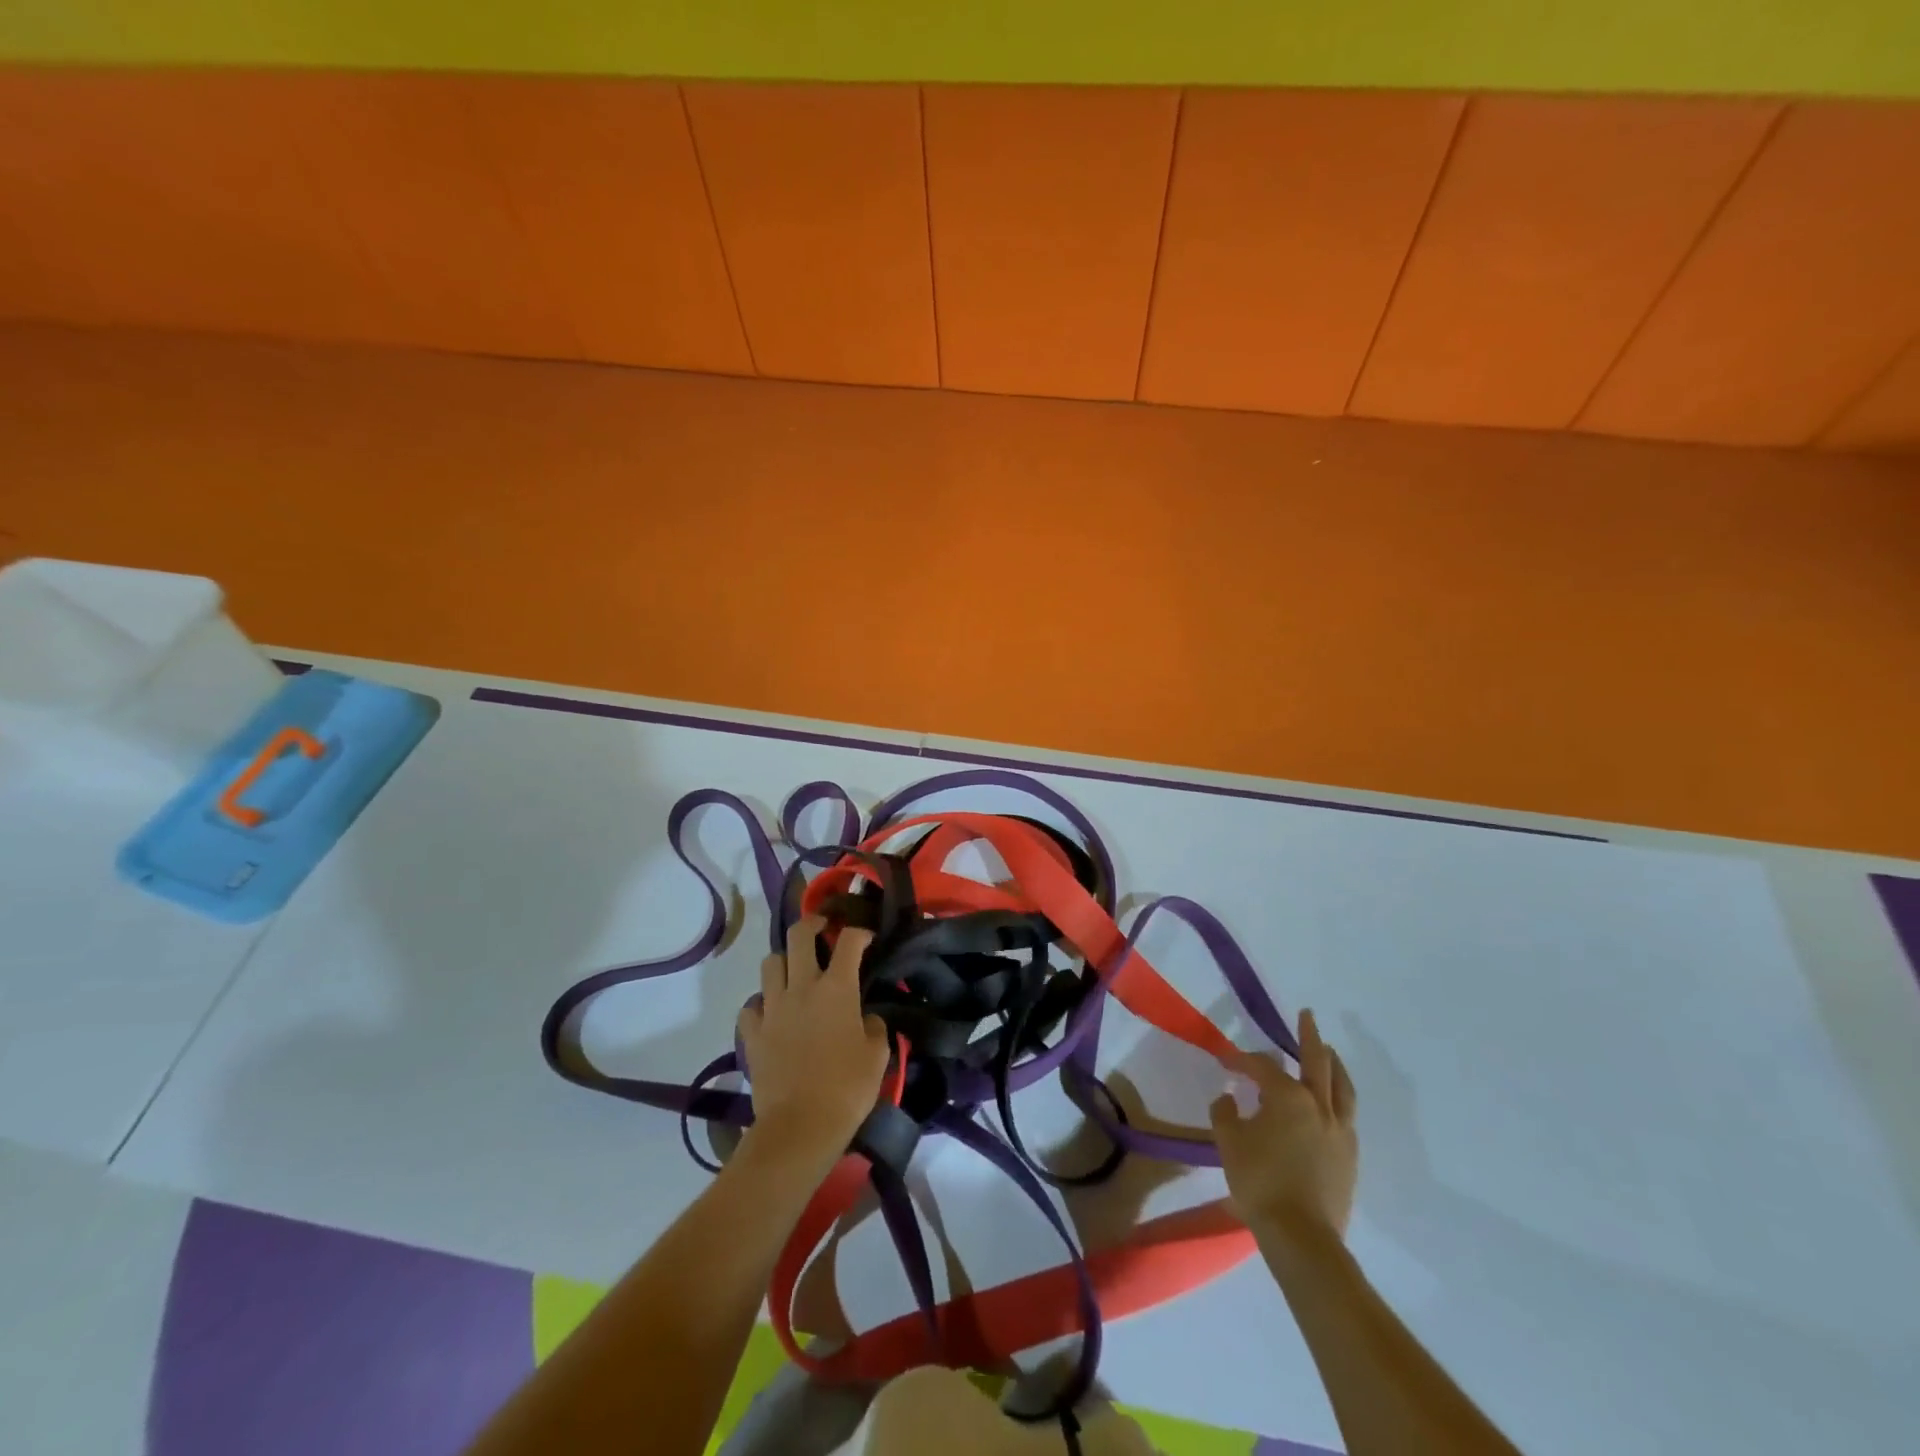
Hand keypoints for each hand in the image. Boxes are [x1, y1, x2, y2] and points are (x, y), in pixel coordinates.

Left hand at [737, 916, 891, 1169]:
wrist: (800, 1127)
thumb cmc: (847, 1088)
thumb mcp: (878, 1056)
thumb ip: (875, 1027)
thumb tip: (867, 1019)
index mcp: (837, 988)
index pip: (849, 940)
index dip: (860, 932)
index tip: (866, 938)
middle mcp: (801, 987)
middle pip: (799, 935)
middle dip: (812, 924)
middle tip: (822, 929)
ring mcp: (772, 1008)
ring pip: (770, 963)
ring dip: (784, 961)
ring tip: (795, 972)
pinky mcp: (752, 1033)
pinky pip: (752, 1005)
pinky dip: (762, 1003)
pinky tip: (772, 1013)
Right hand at [1210, 1008, 1357, 1241]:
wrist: (1302, 1236)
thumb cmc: (1260, 1181)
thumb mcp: (1228, 1142)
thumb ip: (1225, 1113)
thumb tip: (1229, 1097)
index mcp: (1288, 1096)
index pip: (1262, 1066)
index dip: (1240, 1060)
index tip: (1224, 1062)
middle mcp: (1318, 1105)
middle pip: (1317, 1061)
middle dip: (1309, 1035)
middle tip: (1307, 1015)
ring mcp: (1340, 1131)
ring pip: (1342, 1086)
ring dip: (1334, 1064)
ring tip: (1329, 1052)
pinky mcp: (1350, 1156)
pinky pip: (1347, 1114)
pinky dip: (1339, 1097)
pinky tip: (1331, 1102)